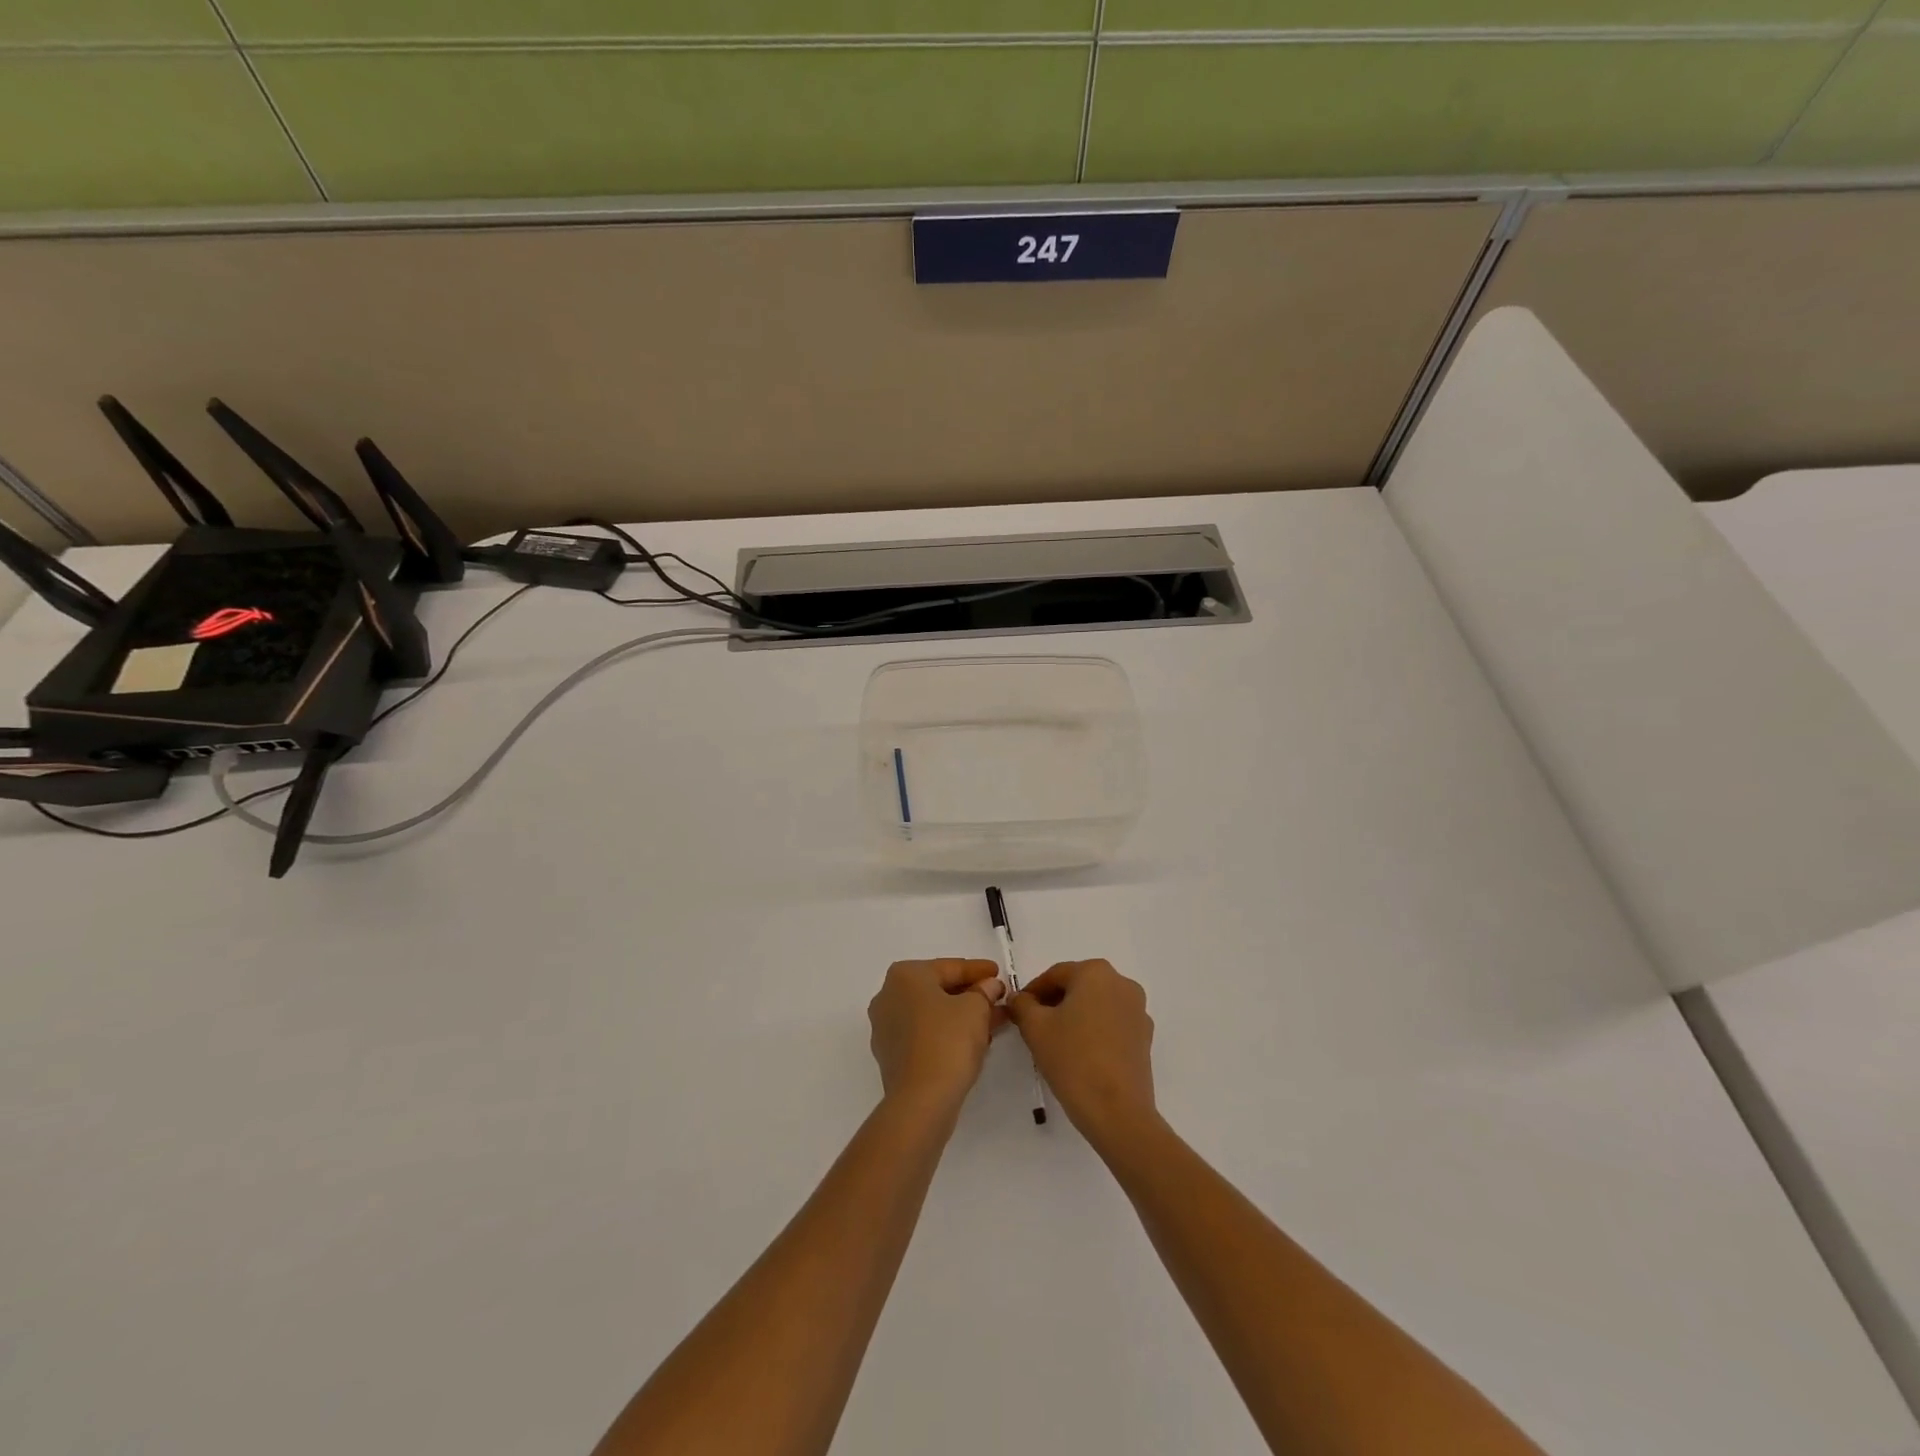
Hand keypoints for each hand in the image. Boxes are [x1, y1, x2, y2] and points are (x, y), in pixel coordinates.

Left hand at [868, 959, 1005, 1113]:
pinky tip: (972, 1040)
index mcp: (905, 975)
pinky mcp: (890, 1055)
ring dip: (961, 1015)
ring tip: (992, 1021)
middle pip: (938, 989)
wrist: (921, 1100)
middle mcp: (888, 995)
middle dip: (970, 994)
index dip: (978, 970)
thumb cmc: (948, 1041)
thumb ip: (984, 991)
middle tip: (997, 998)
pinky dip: (946, 1033)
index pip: (949, 967)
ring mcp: (885, 1027)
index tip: (999, 974)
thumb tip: (989, 986)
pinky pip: (924, 1034)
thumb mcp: (976, 1008)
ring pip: (931, 1013)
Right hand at [1006, 960, 1156, 1152]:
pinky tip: (1080, 1054)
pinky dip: (1094, 1031)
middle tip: (1034, 1025)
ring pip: (1096, 1005)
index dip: (1032, 992)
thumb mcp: (1035, 1028)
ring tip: (1056, 1042)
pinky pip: (1112, 1024)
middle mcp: (1122, 983)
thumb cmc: (1072, 1059)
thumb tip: (1018, 998)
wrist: (1117, 1111)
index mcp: (1096, 972)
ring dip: (1075, 1016)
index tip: (1018, 1011)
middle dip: (1054, 1002)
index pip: (1055, 975)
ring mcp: (1138, 1011)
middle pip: (1078, 986)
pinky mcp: (1144, 1037)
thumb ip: (1021, 1005)